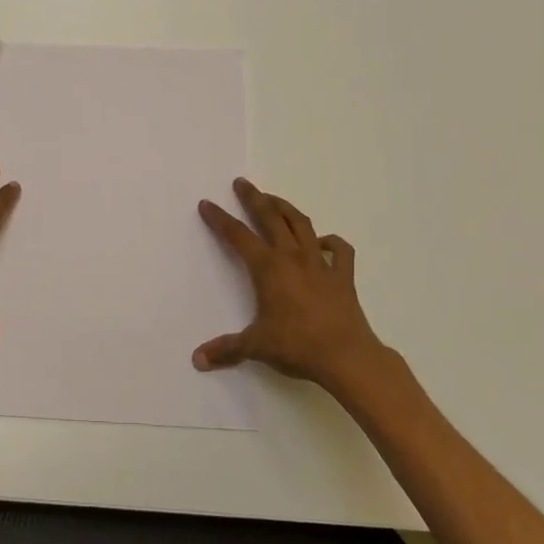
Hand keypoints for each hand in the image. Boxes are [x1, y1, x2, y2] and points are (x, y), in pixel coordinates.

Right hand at [193, 178, 385, 391]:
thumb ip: (226, 349)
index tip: (207, 204)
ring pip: (301, 225)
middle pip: (270, 218)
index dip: (219, 218)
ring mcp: (320, 264)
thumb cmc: (297, 346)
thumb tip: (197, 360)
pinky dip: (331, 241)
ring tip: (274, 200)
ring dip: (286, 209)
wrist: (347, 357)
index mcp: (268, 268)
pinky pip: (339, 250)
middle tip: (242, 183)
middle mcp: (292, 257)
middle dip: (254, 198)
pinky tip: (322, 242)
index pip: (237, 236)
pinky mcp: (343, 276)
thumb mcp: (255, 346)